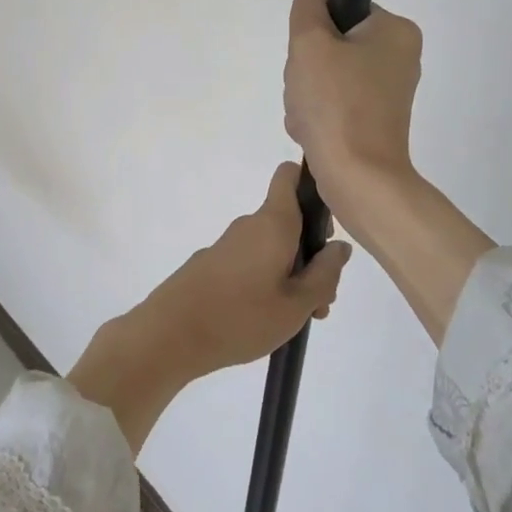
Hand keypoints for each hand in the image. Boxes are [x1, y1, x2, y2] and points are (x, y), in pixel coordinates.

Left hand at [67, 163, 349, 450]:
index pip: (289, 176)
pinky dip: (265, 280)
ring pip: (272, 246)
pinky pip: (251, 260)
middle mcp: (250, 224)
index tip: (326, 225)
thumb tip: (340, 247)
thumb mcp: (296, 305)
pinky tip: (266, 318)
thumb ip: (324, 274)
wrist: (170, 334)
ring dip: (290, 273)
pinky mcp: (213, 263)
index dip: (311, 186)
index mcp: (273, 223)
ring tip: (297, 318)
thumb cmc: (241, 317)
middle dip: (310, 252)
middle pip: (289, 221)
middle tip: (320, 298)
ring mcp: (228, 243)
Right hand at [284, 0, 423, 213]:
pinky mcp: (375, 120)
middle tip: (306, 90)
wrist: (358, 178)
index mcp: (395, 31)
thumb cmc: (337, 104)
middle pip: (333, 45)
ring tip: (308, 115)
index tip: (308, 56)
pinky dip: (317, 115)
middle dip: (307, 69)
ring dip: (306, 94)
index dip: (315, 31)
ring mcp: (388, 92)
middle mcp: (399, 57)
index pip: (342, 11)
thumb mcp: (311, 43)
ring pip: (327, 76)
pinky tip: (313, 131)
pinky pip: (334, 103)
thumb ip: (308, 6)